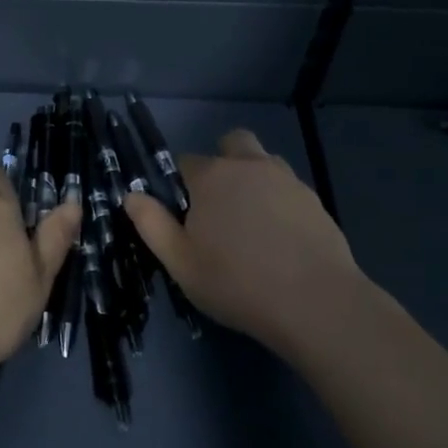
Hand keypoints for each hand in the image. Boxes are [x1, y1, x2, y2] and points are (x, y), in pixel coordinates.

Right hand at [123, 128, 364, 362]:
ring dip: (253, 178)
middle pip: (232, 143)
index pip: (186, 161)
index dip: (181, 184)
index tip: (184, 215)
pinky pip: (288, 188)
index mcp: (212, 176)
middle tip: (219, 206)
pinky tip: (279, 238)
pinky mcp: (315, 200)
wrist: (316, 304)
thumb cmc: (236, 282)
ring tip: (251, 222)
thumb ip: (151, 224)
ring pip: (264, 162)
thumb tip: (132, 195)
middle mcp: (250, 166)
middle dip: (222, 162)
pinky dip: (279, 201)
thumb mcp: (180, 261)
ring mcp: (287, 180)